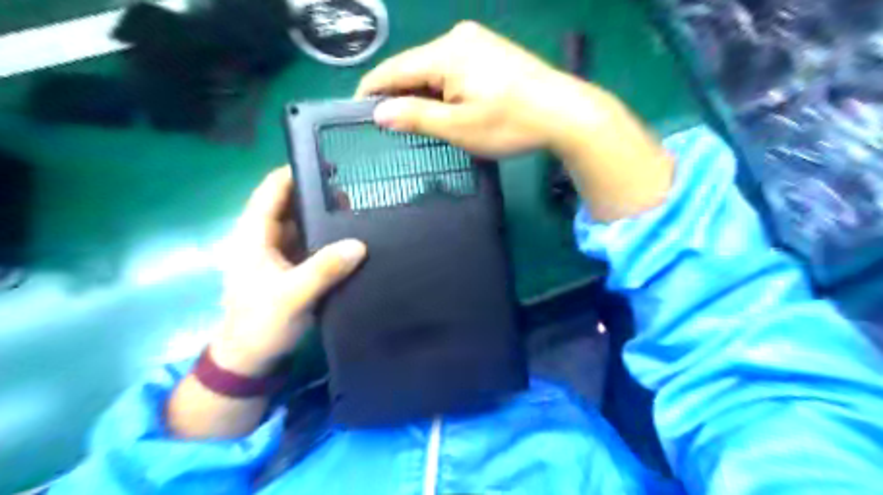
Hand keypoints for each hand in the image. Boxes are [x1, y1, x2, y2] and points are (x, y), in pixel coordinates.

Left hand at [210, 169, 366, 377]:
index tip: (328, 164)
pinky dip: (327, 238)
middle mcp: (264, 238)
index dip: (295, 173)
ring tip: (357, 212)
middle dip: (318, 195)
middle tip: (353, 192)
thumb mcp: (293, 295)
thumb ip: (325, 268)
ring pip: (301, 224)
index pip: (272, 190)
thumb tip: (360, 244)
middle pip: (290, 204)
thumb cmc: (261, 323)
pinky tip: (349, 239)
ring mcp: (277, 253)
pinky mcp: (290, 268)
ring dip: (324, 217)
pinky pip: (310, 244)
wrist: (251, 359)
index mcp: (253, 235)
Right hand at [360, 21, 677, 220]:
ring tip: (414, 121)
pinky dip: (441, 88)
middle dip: (399, 94)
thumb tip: (379, 112)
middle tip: (388, 125)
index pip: (394, 69)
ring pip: (433, 68)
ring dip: (421, 93)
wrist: (565, 113)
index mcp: (446, 53)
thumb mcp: (459, 127)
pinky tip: (444, 107)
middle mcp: (458, 38)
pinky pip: (452, 68)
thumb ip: (416, 117)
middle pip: (413, 67)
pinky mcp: (490, 51)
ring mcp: (477, 41)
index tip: (356, 110)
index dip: (372, 90)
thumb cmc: (511, 124)